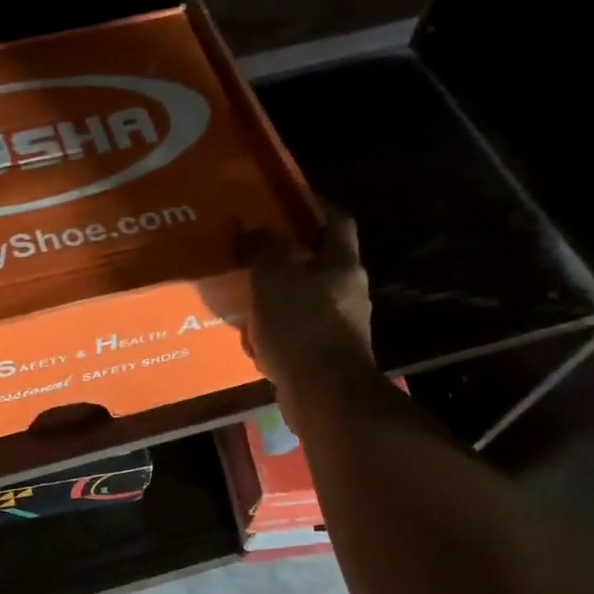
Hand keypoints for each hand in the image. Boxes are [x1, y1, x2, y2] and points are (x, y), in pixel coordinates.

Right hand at [242, 205, 374, 410]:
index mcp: (342, 264)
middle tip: (252, 247)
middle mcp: (348, 291)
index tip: (283, 200)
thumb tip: (253, 225)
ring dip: (278, 293)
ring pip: (305, 297)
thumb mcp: (274, 275)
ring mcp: (339, 325)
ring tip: (244, 290)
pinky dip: (275, 327)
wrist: (324, 394)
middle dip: (288, 253)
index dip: (313, 205)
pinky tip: (251, 332)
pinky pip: (297, 330)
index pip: (335, 220)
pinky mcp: (325, 354)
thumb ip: (264, 246)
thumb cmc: (302, 325)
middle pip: (320, 260)